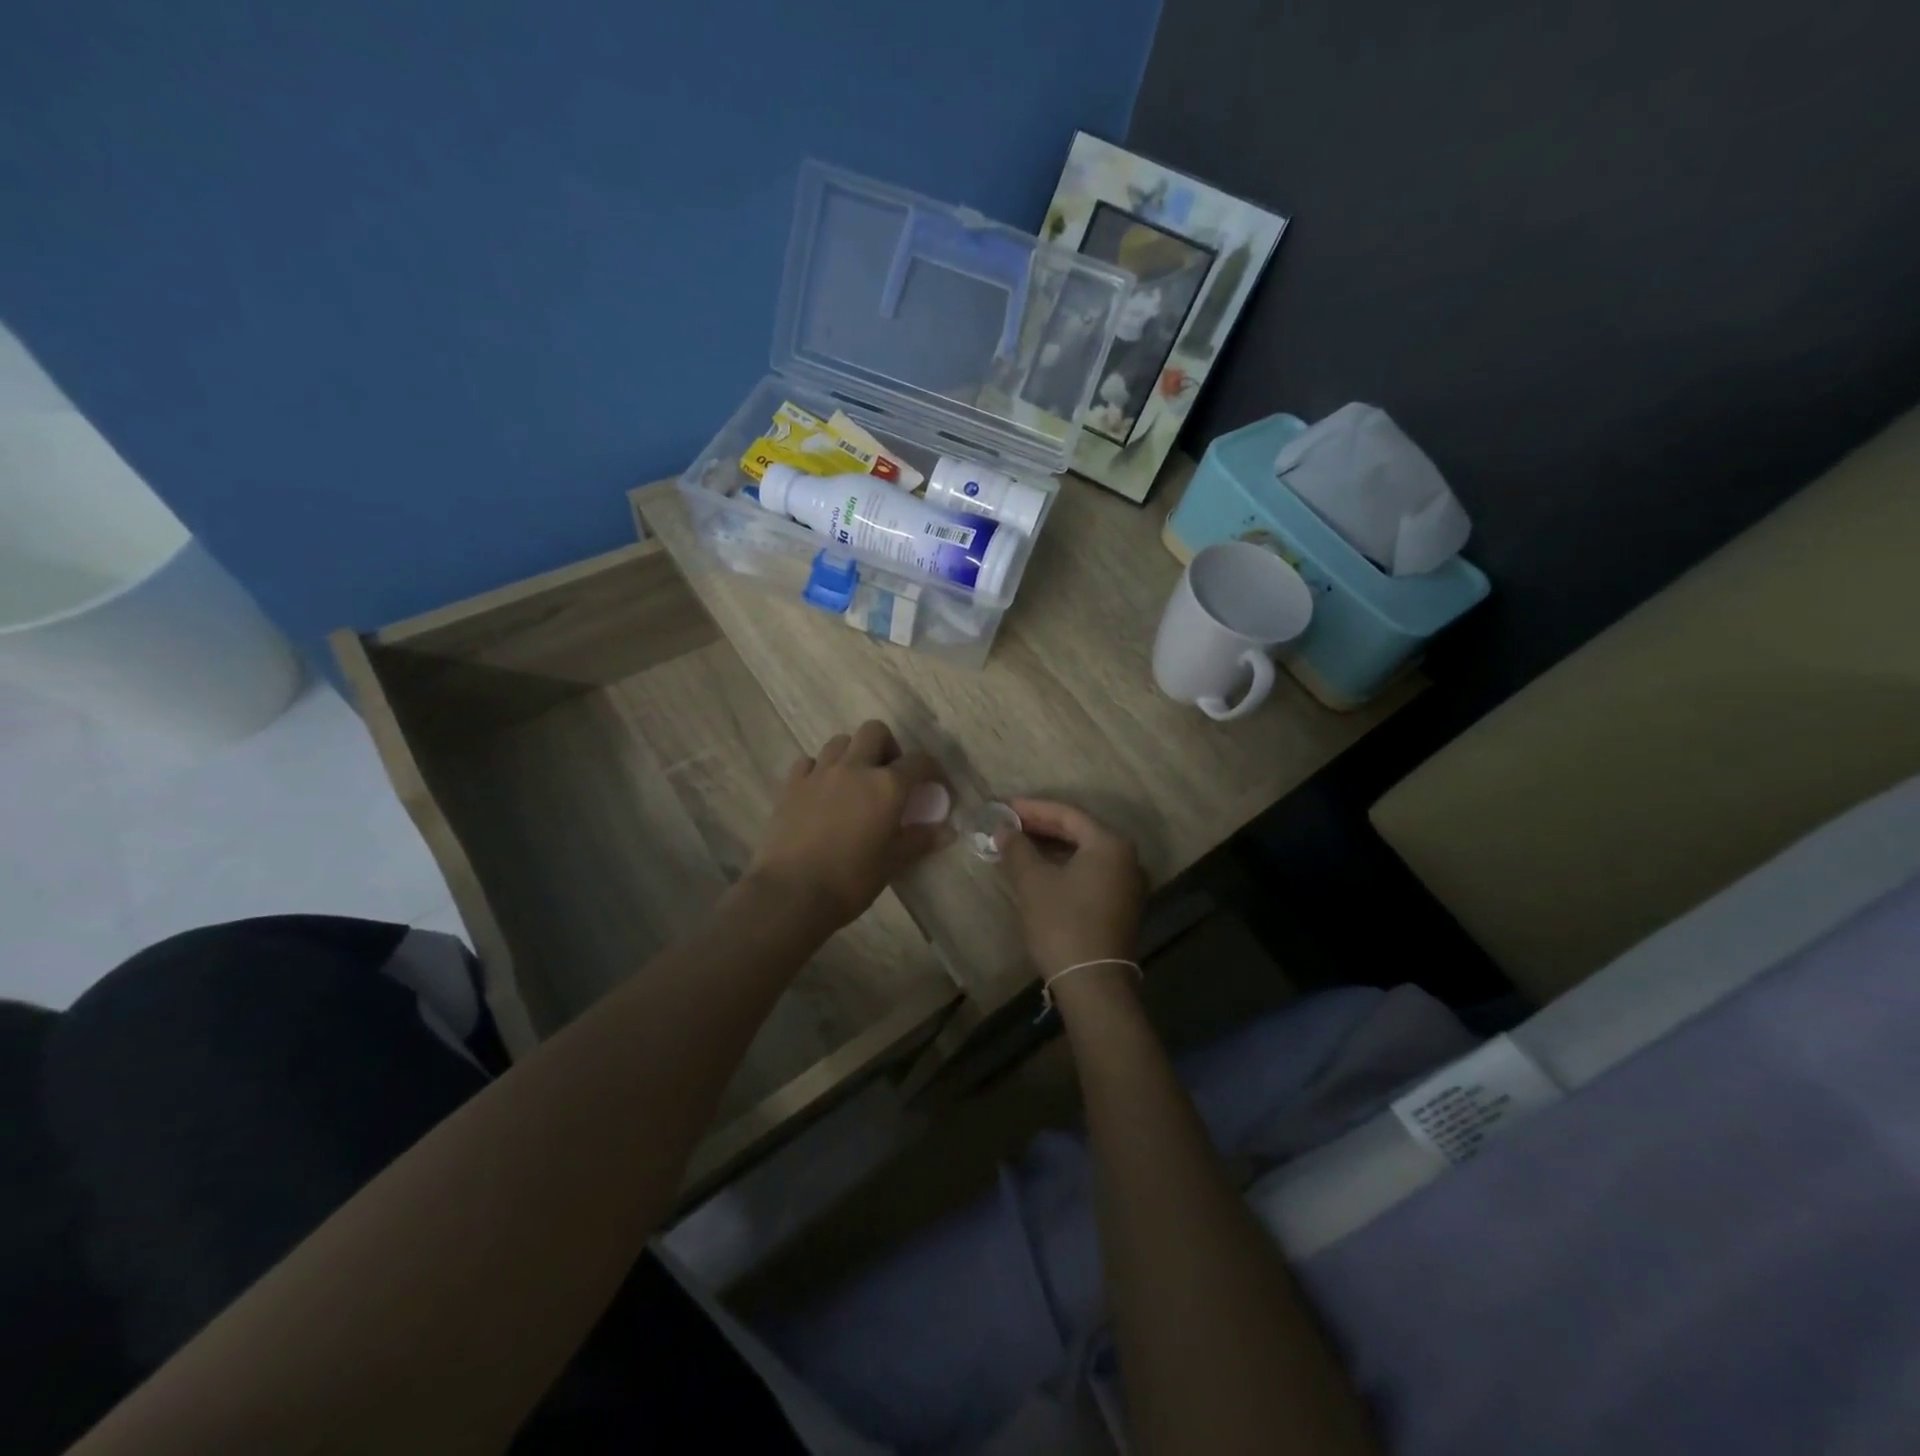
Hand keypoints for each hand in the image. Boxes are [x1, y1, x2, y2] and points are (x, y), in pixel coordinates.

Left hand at [746, 720, 951, 929]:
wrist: (791, 893)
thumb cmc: (850, 880)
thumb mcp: (892, 863)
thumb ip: (920, 841)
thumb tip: (948, 832)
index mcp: (886, 786)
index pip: (919, 762)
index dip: (932, 771)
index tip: (935, 787)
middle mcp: (854, 768)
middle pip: (875, 732)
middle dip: (888, 747)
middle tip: (889, 776)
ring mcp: (819, 773)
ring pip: (840, 742)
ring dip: (854, 754)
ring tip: (855, 782)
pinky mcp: (791, 785)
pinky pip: (809, 762)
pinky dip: (820, 769)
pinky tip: (822, 791)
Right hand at [1001, 798, 1145, 981]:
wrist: (1092, 983)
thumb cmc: (1062, 923)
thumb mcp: (1033, 882)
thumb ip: (1018, 849)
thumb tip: (1004, 830)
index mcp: (1110, 844)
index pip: (1067, 814)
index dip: (1033, 808)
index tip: (1005, 806)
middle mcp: (1127, 858)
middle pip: (1079, 831)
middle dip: (1042, 826)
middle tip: (1009, 823)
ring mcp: (1128, 883)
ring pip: (1085, 853)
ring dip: (1052, 847)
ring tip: (1020, 844)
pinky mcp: (1122, 905)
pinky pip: (1091, 872)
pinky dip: (1065, 866)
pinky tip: (1041, 869)